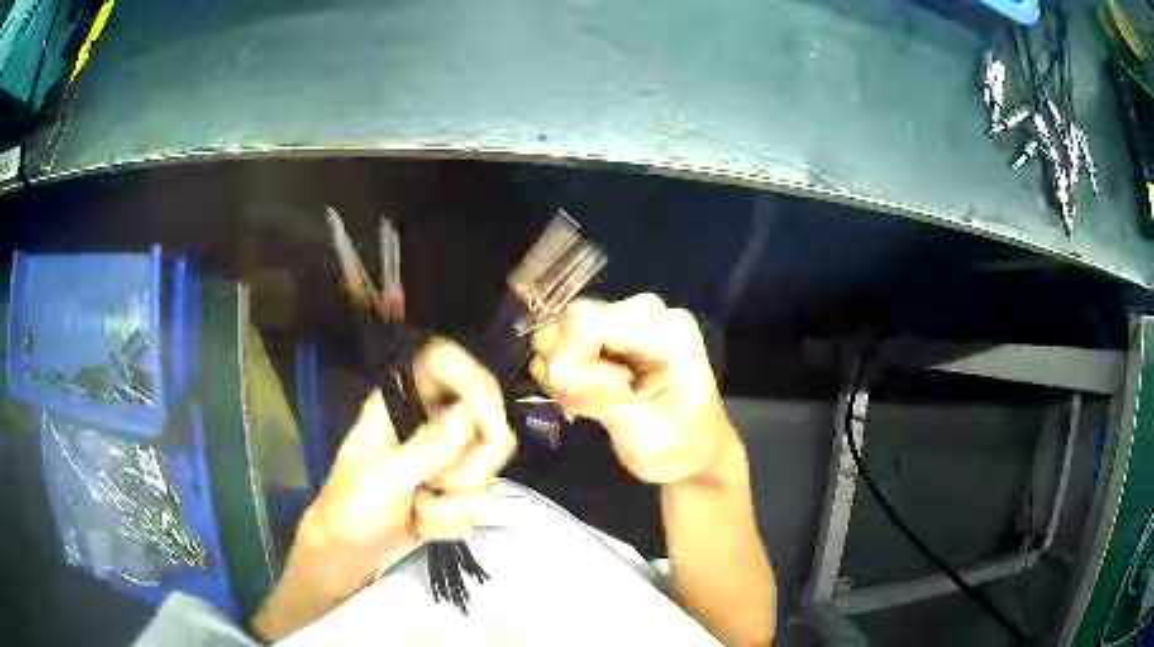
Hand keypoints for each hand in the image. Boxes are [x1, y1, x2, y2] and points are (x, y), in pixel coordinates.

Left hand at [253, 339, 514, 640]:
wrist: (346, 551)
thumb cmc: (349, 507)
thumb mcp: (383, 478)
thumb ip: (428, 447)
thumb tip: (469, 413)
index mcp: (402, 402)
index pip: (449, 366)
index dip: (478, 387)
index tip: (490, 429)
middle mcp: (429, 424)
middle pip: (487, 428)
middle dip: (469, 470)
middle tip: (436, 486)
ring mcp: (443, 461)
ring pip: (486, 474)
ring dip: (451, 505)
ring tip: (415, 509)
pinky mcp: (452, 493)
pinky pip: (477, 505)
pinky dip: (449, 523)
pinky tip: (419, 524)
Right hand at [530, 294, 739, 485]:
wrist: (695, 457)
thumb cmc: (679, 448)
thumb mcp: (644, 432)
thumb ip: (602, 397)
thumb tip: (558, 370)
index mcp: (666, 330)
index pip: (588, 319)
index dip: (567, 356)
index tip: (572, 398)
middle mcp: (646, 314)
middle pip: (574, 319)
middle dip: (566, 364)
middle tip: (580, 405)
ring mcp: (629, 323)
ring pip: (566, 330)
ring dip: (564, 370)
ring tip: (586, 403)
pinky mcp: (614, 337)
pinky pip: (569, 341)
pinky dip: (566, 371)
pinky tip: (585, 396)